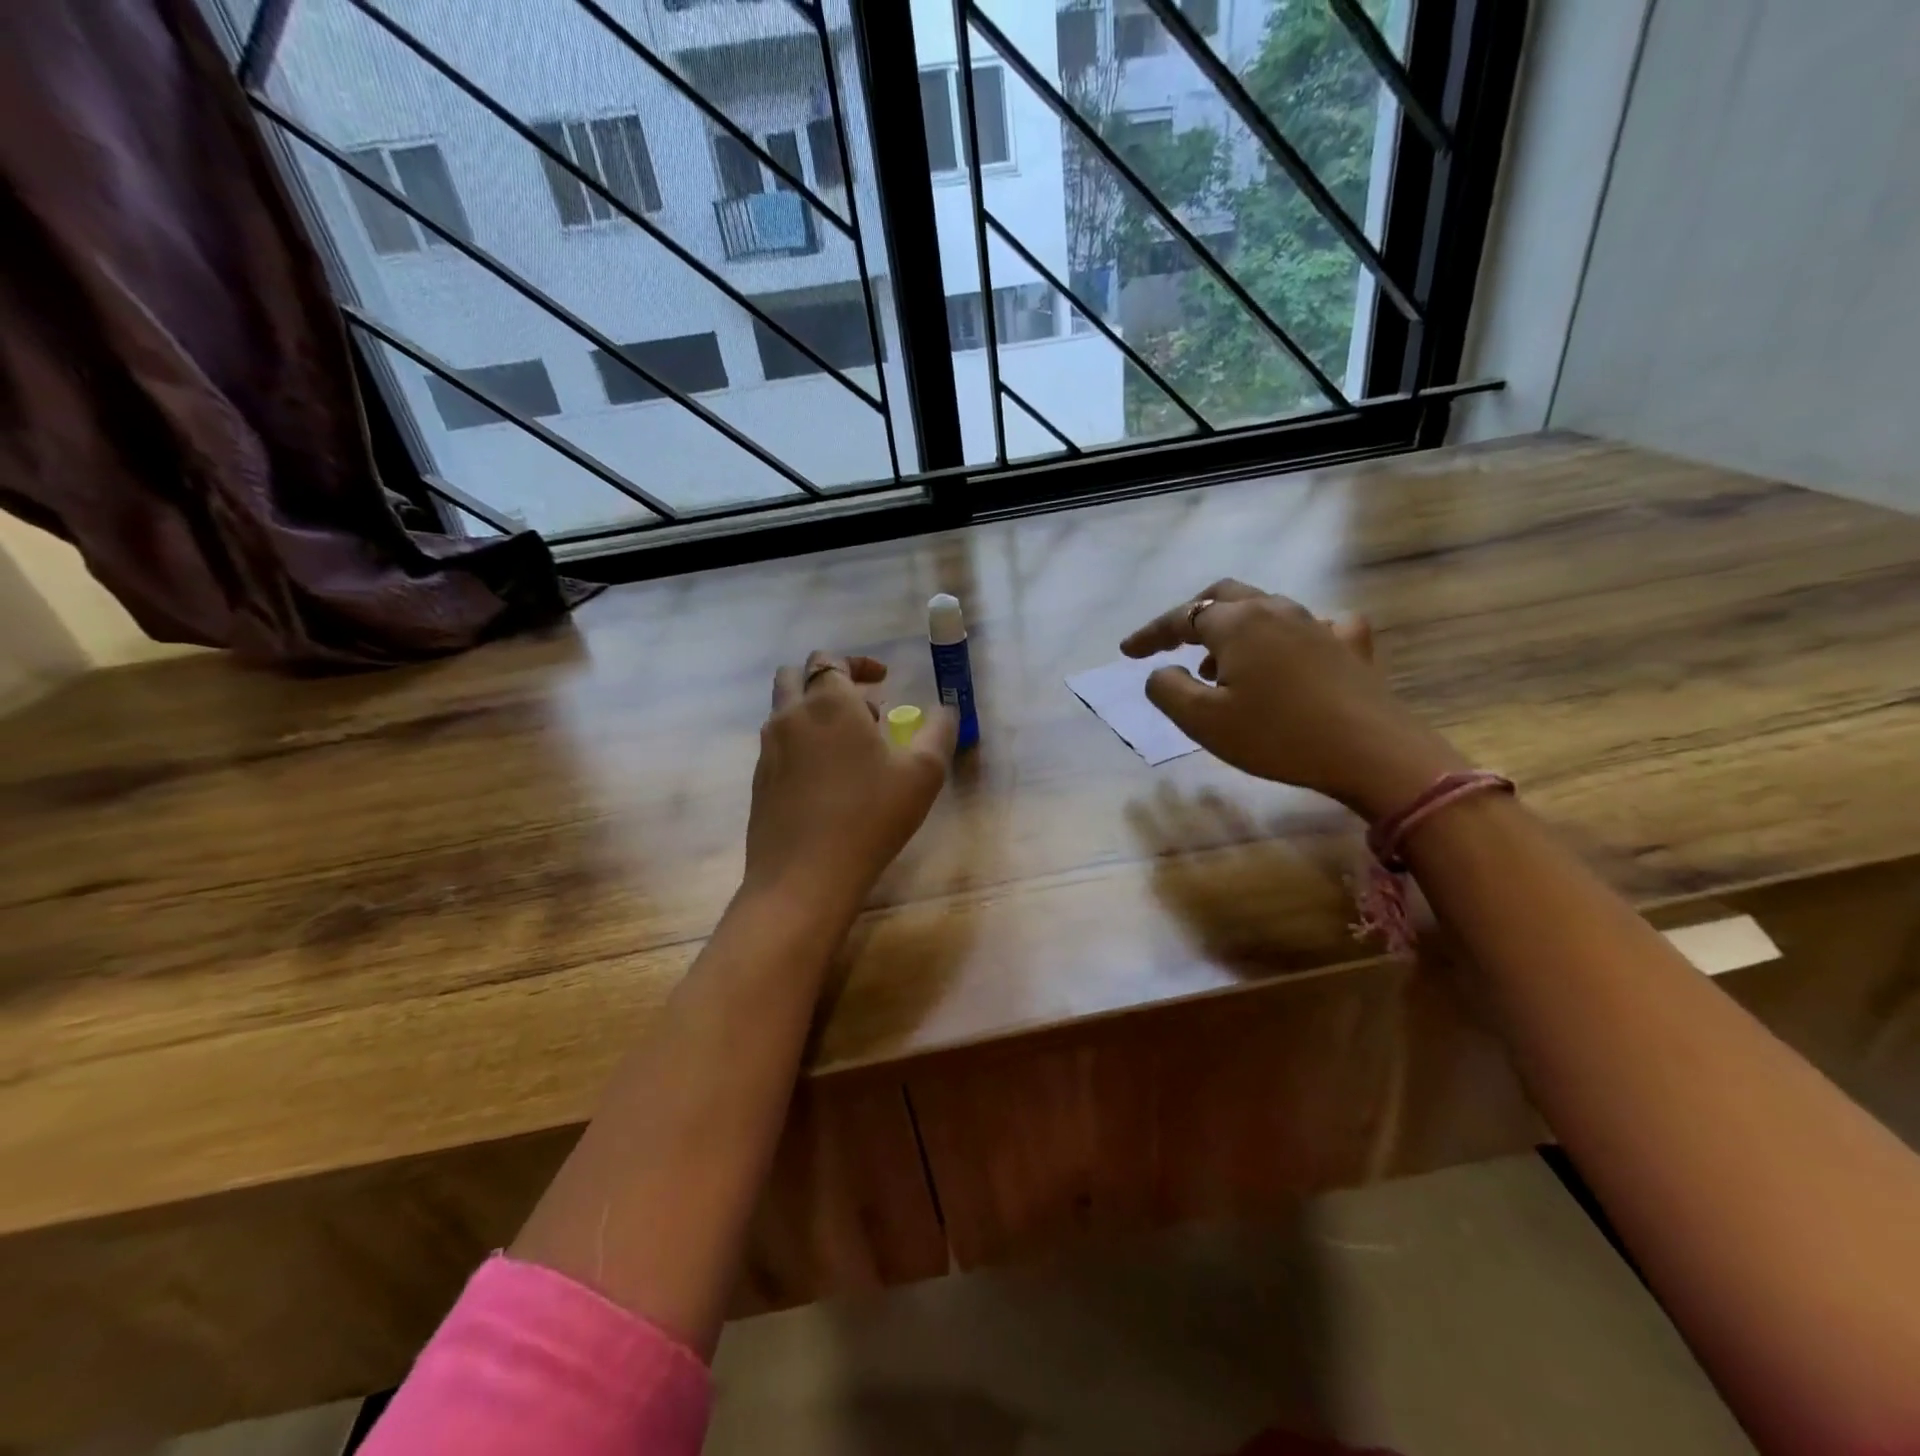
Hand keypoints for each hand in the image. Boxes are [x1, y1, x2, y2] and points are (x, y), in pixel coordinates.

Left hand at [743, 651, 958, 918]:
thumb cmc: (869, 818)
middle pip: (796, 676)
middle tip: (865, 710)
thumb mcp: (922, 774)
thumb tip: (945, 710)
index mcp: (828, 703)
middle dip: (830, 681)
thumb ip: (938, 732)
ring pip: (785, 710)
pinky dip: (803, 742)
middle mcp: (791, 716)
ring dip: (815, 712)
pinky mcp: (759, 780)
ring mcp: (768, 749)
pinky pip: (779, 744)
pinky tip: (828, 780)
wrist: (803, 877)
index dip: (858, 663)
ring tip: (852, 748)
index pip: (831, 660)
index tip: (884, 679)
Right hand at [1121, 579, 1463, 818]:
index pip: (1181, 617)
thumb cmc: (1277, 736)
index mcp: (1237, 624)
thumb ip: (1167, 689)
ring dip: (1233, 629)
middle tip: (1172, 642)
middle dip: (1192, 615)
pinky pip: (1315, 626)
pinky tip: (1294, 653)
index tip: (1126, 652)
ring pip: (1265, 610)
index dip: (1150, 633)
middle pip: (1224, 596)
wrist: (1371, 752)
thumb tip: (1162, 671)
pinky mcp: (1350, 646)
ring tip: (1219, 665)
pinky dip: (1291, 636)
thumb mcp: (1203, 721)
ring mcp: (1318, 624)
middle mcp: (1276, 611)